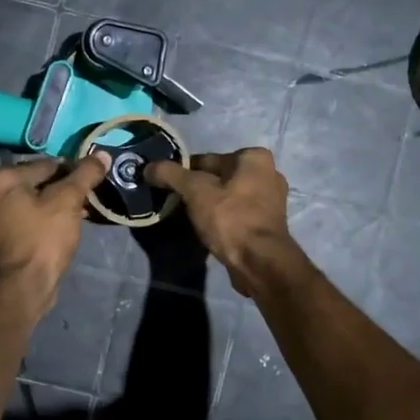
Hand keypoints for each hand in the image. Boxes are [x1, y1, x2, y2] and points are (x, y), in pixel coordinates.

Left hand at [0, 153, 109, 317]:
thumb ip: (85, 174)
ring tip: (82, 214)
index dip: (75, 171)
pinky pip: (31, 219)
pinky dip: (48, 220)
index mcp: (3, 178)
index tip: (94, 182)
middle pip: (41, 182)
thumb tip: (102, 154)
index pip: (48, 163)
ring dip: (59, 206)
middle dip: (66, 189)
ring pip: (37, 201)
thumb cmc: (44, 238)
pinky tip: (66, 228)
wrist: (25, 286)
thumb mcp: (68, 200)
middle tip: (89, 200)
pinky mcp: (5, 237)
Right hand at [145, 149, 296, 294]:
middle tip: (178, 205)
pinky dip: (223, 219)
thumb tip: (148, 167)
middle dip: (198, 190)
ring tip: (191, 220)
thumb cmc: (230, 218)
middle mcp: (269, 173)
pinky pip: (237, 214)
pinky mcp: (268, 224)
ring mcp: (271, 201)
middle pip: (219, 178)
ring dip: (210, 206)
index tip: (168, 188)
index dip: (183, 173)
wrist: (259, 261)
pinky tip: (209, 231)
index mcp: (254, 158)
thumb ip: (170, 174)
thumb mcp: (195, 191)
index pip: (207, 160)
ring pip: (228, 197)